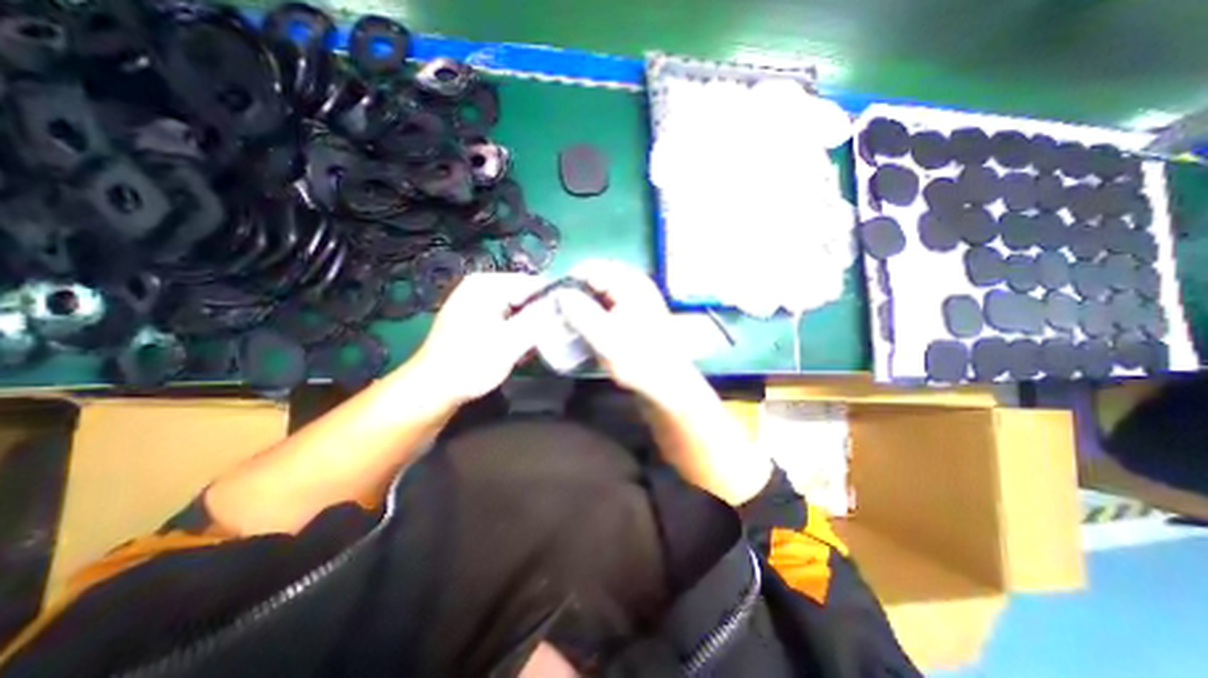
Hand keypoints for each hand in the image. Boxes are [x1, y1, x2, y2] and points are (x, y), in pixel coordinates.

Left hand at [413, 269, 550, 406]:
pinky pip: (507, 318)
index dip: (554, 303)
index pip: (534, 283)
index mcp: (488, 284)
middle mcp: (482, 286)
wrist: (433, 389)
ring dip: (529, 328)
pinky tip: (518, 350)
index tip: (566, 323)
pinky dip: (516, 332)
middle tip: (548, 340)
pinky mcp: (476, 318)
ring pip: (518, 309)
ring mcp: (477, 302)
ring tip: (532, 348)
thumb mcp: (511, 341)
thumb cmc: (472, 363)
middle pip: (526, 296)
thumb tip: (563, 305)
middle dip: (540, 318)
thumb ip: (539, 319)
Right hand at [556, 260, 698, 403]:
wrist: (667, 382)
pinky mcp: (640, 311)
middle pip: (599, 274)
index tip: (554, 297)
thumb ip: (580, 313)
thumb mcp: (605, 338)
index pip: (593, 267)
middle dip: (578, 287)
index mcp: (631, 285)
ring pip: (605, 287)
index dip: (570, 279)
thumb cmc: (638, 360)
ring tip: (571, 314)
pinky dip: (598, 305)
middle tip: (561, 306)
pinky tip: (590, 320)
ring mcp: (640, 297)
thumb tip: (561, 293)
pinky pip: (612, 299)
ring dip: (587, 297)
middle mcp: (637, 284)